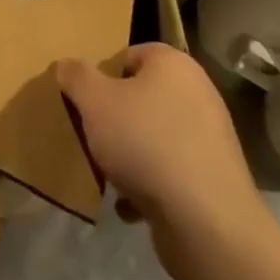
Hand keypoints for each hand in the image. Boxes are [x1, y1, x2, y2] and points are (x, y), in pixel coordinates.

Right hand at [57, 44, 271, 279]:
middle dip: (114, 119)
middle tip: (92, 136)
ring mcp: (209, 137)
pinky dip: (149, 185)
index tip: (85, 102)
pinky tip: (130, 205)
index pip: (128, 55)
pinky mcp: (213, 178)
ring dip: (129, 155)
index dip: (102, 77)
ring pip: (153, 136)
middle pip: (140, 97)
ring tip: (108, 174)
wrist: (207, 223)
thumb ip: (76, 76)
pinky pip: (170, 171)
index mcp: (173, 63)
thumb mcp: (95, 102)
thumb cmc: (146, 144)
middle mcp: (197, 92)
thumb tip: (66, 65)